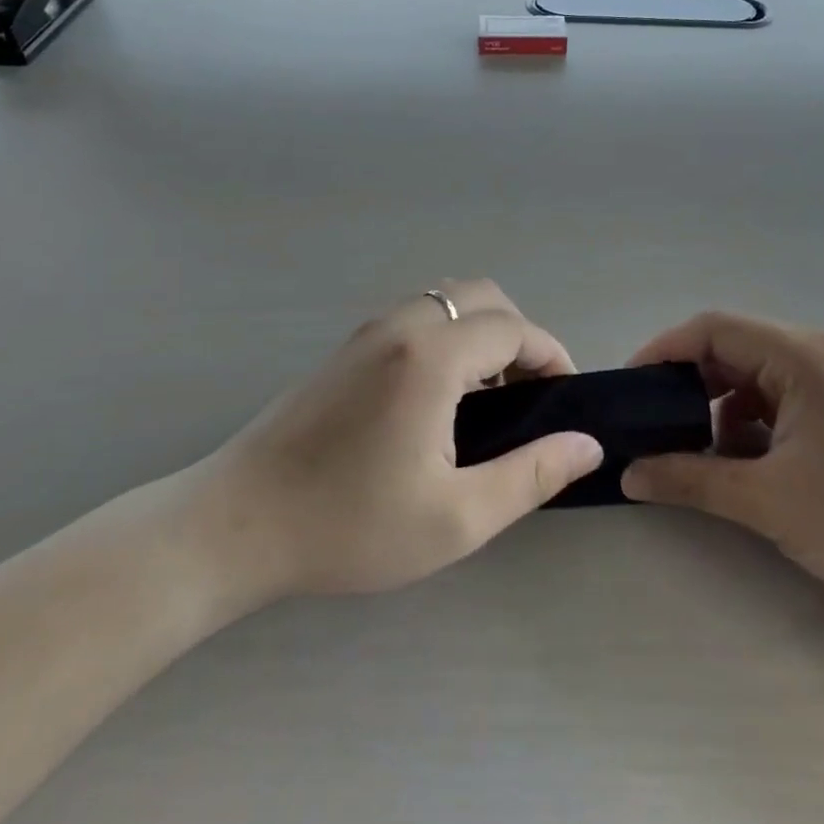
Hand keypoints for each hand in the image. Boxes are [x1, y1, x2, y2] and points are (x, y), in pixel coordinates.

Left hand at [192, 281, 602, 602]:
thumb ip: (532, 475)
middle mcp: (401, 326)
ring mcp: (367, 332)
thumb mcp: (456, 518)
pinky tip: (440, 397)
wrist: (236, 524)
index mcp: (430, 358)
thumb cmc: (349, 526)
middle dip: (519, 336)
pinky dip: (448, 336)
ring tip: (488, 398)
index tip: (565, 399)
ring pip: (446, 300)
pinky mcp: (346, 348)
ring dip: (481, 332)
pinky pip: (416, 317)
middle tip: (529, 396)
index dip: (552, 356)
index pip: (514, 329)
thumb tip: (586, 444)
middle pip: (482, 297)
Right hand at [620, 312, 823, 652]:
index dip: (663, 352)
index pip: (712, 329)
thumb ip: (689, 480)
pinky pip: (778, 402)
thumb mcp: (768, 502)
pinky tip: (742, 467)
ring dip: (718, 410)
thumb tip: (627, 473)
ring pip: (752, 379)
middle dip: (687, 386)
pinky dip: (748, 427)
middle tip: (653, 426)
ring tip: (696, 455)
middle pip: (731, 349)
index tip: (629, 390)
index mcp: (802, 357)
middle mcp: (818, 356)